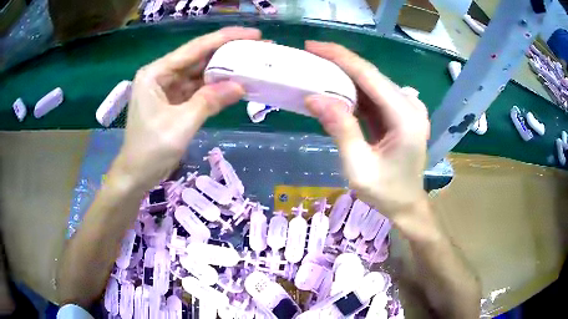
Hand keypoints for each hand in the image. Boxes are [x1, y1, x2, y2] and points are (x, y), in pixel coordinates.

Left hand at [111, 27, 261, 189]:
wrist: (136, 176)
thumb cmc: (150, 151)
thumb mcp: (180, 125)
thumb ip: (209, 102)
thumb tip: (240, 86)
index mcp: (156, 73)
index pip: (195, 49)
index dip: (225, 39)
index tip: (253, 34)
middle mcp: (161, 75)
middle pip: (198, 58)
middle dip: (227, 53)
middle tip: (257, 48)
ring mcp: (168, 88)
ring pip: (199, 74)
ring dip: (224, 70)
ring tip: (251, 63)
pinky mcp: (174, 102)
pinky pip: (198, 89)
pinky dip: (215, 88)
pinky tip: (234, 84)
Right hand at [304, 41, 429, 216]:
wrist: (407, 204)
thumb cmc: (385, 192)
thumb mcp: (358, 167)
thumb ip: (341, 130)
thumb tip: (315, 97)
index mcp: (406, 118)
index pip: (370, 77)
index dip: (341, 57)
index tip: (313, 46)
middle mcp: (411, 106)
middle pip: (372, 76)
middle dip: (339, 63)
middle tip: (310, 55)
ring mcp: (409, 108)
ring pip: (372, 83)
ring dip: (345, 75)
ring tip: (317, 69)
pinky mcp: (402, 112)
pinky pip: (375, 95)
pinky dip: (354, 90)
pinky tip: (335, 88)